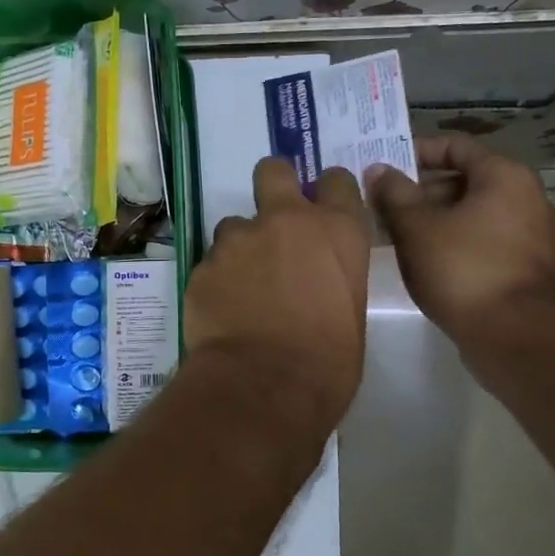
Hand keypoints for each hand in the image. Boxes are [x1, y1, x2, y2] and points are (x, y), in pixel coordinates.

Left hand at [185, 158, 370, 431]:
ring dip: (240, 246)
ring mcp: (239, 239)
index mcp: (336, 230)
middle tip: (273, 217)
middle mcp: (286, 221)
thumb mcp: (351, 311)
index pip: (337, 181)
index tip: (322, 206)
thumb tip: (318, 278)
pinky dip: (218, 279)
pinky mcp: (203, 263)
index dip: (328, 190)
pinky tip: (224, 309)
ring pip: (234, 224)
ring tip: (243, 286)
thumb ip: (333, 275)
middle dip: (273, 184)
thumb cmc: (327, 361)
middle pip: (273, 171)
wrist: (264, 385)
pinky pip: (212, 261)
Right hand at [366, 136, 554, 349]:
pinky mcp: (523, 265)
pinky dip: (449, 240)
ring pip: (469, 212)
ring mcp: (528, 233)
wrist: (516, 335)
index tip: (381, 167)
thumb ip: (394, 194)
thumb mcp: (416, 227)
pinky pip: (479, 238)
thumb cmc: (463, 268)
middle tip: (379, 204)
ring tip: (391, 233)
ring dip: (430, 218)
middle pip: (462, 179)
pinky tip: (419, 258)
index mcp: (503, 176)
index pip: (454, 145)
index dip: (414, 151)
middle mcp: (524, 196)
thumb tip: (378, 170)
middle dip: (418, 190)